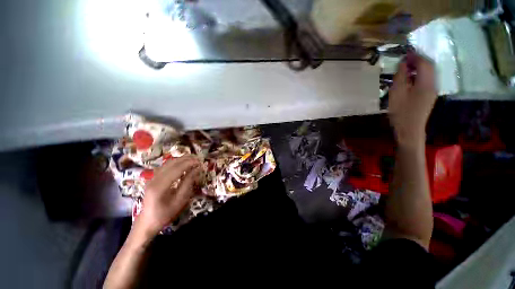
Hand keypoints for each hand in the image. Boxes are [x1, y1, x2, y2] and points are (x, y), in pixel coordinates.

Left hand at [133, 156, 201, 237]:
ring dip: (181, 159)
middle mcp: (154, 179)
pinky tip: (183, 164)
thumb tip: (197, 169)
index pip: (176, 169)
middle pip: (171, 163)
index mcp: (160, 186)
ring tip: (193, 159)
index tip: (200, 162)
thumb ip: (188, 183)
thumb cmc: (165, 213)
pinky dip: (176, 163)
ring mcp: (152, 177)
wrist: (147, 221)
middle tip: (198, 159)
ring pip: (168, 163)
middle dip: (186, 159)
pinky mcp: (153, 178)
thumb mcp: (180, 200)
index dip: (189, 163)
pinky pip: (166, 166)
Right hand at [389, 52, 436, 147]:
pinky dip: (419, 75)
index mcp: (426, 83)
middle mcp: (433, 84)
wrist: (410, 129)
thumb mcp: (397, 93)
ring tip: (406, 68)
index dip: (415, 56)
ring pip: (429, 72)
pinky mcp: (429, 95)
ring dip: (419, 67)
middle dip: (418, 60)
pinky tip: (410, 79)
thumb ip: (401, 77)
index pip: (424, 63)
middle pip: (429, 66)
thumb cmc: (401, 112)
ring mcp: (432, 90)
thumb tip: (403, 64)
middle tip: (404, 60)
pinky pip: (427, 80)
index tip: (404, 53)